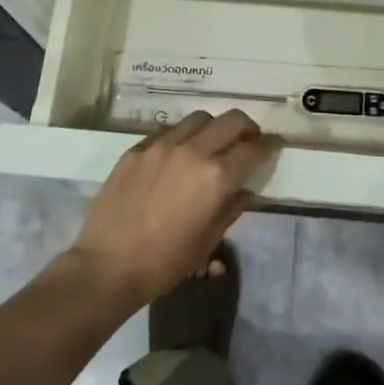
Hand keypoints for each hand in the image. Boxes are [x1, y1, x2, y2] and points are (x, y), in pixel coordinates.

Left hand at [66, 110, 282, 309]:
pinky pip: (168, 130)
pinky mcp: (137, 148)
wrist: (108, 266)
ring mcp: (162, 146)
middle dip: (247, 127)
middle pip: (231, 120)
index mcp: (216, 177)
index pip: (254, 149)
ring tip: (212, 143)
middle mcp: (193, 152)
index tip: (276, 144)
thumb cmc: (165, 262)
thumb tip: (247, 190)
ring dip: (214, 127)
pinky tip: (178, 153)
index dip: (270, 145)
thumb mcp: (208, 241)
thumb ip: (232, 208)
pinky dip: (182, 135)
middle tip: (248, 140)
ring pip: (199, 118)